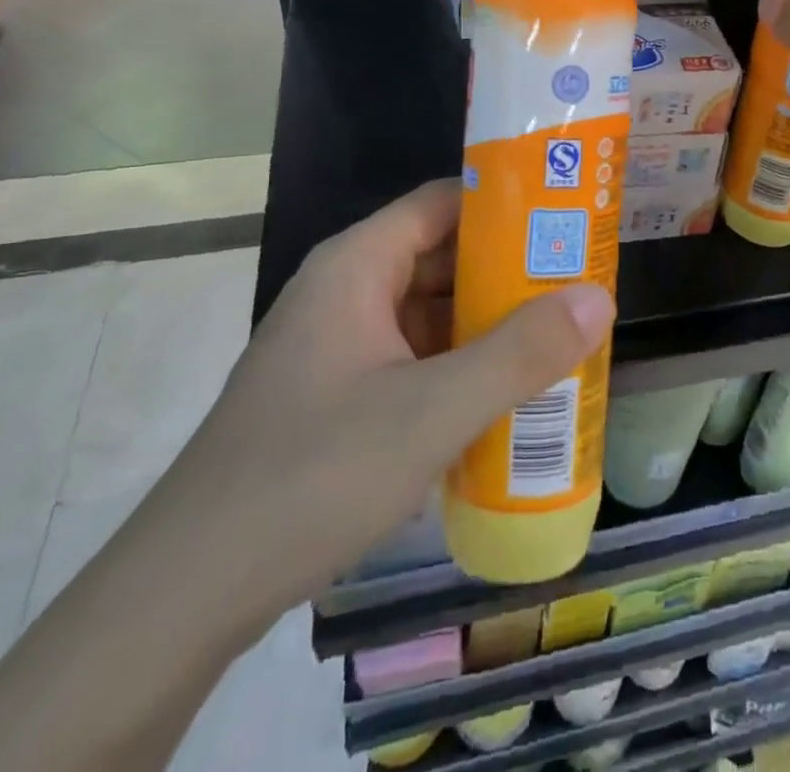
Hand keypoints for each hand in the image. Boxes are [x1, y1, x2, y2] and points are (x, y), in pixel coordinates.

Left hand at [175, 179, 613, 631]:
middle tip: (578, 281)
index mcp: (357, 265)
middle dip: (508, 270)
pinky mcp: (336, 394)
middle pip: (440, 256)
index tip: (566, 217)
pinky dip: (458, 366)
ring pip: (427, 313)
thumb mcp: (432, 410)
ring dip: (486, 323)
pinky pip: (412, 358)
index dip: (506, 202)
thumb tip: (599, 298)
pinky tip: (504, 395)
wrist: (190, 588)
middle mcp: (345, 290)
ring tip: (559, 334)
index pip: (443, 202)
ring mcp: (338, 344)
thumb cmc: (314, 472)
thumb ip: (520, 353)